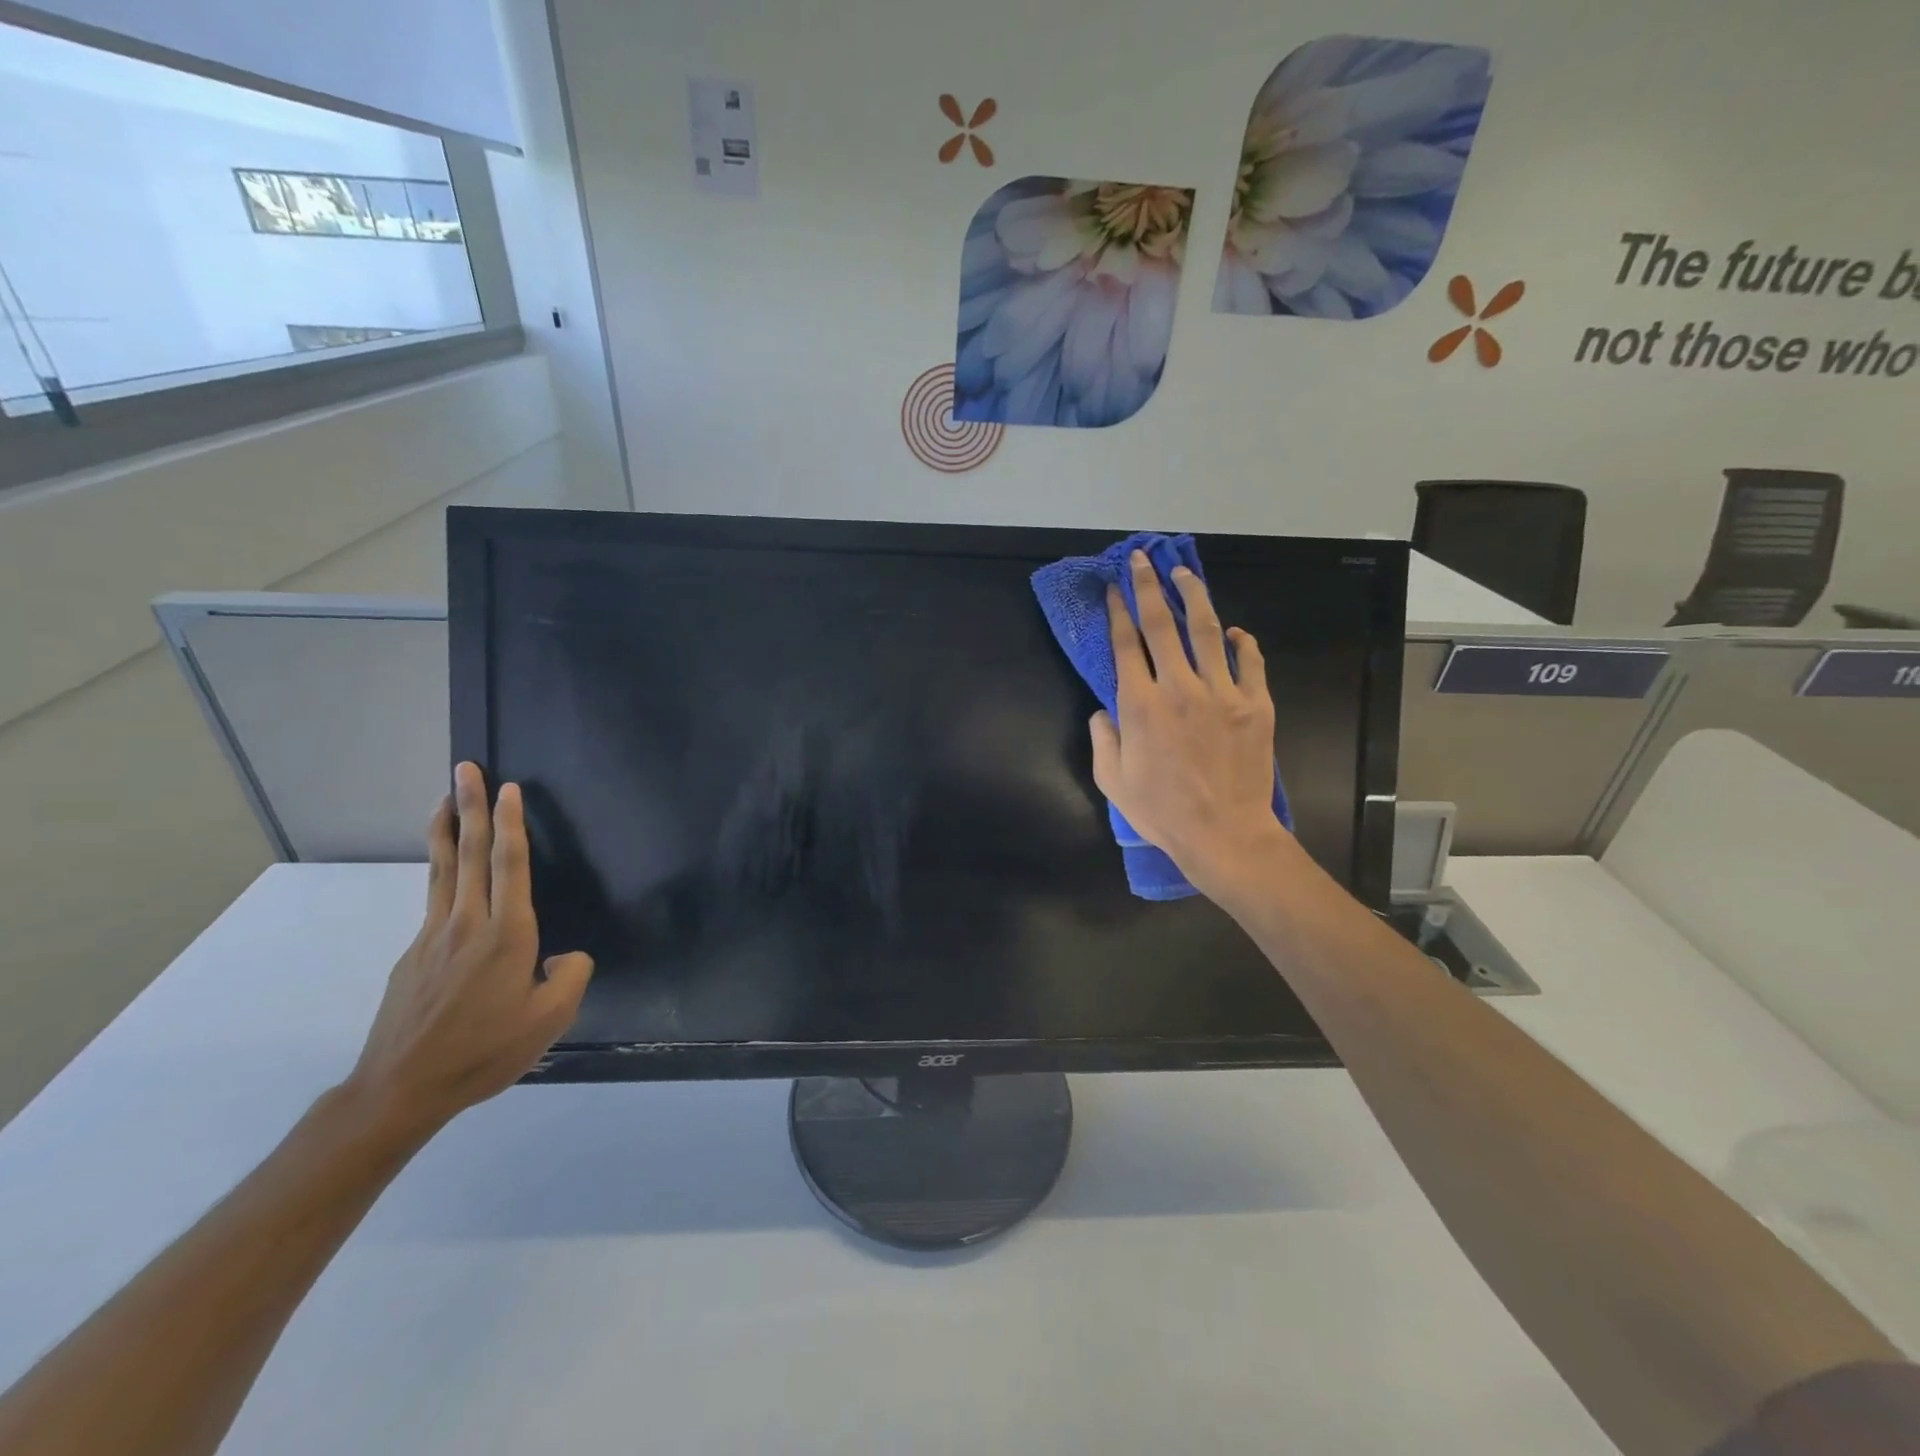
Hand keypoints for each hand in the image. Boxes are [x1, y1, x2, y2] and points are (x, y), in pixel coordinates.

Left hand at [342, 762, 593, 1142]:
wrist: (401, 1090)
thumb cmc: (484, 1051)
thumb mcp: (551, 1020)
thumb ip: (572, 975)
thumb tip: (565, 954)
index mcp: (506, 935)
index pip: (509, 865)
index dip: (511, 823)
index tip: (509, 788)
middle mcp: (467, 924)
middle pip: (469, 853)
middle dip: (471, 807)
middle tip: (466, 768)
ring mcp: (433, 937)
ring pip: (443, 870)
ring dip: (447, 829)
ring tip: (446, 797)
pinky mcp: (413, 955)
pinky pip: (434, 899)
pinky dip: (441, 870)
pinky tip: (450, 873)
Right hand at [1089, 551, 1288, 898]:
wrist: (1224, 834)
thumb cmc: (1162, 812)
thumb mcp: (1112, 781)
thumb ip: (1102, 739)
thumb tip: (1102, 710)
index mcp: (1140, 704)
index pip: (1126, 644)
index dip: (1117, 611)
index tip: (1113, 588)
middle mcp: (1179, 687)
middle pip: (1162, 624)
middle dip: (1148, 586)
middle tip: (1142, 560)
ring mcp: (1222, 692)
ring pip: (1207, 630)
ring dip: (1193, 597)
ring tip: (1184, 574)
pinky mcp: (1256, 704)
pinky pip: (1250, 661)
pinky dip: (1242, 641)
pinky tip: (1235, 631)